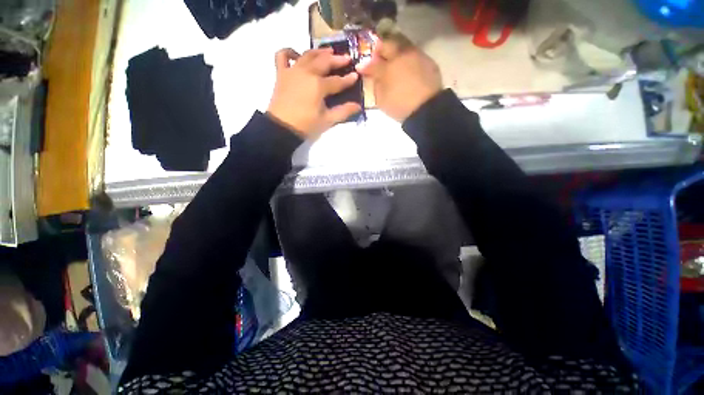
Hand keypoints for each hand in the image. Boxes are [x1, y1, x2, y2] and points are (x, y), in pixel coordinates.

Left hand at [267, 48, 361, 138]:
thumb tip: (358, 106)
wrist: (282, 128)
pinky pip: (282, 56)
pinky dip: (289, 52)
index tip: (356, 76)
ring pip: (307, 54)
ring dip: (319, 52)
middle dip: (337, 59)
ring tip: (328, 52)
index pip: (337, 81)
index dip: (348, 79)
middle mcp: (307, 72)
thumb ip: (344, 111)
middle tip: (346, 58)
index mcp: (319, 85)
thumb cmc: (306, 125)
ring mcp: (293, 71)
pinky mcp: (281, 73)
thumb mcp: (327, 120)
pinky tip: (296, 55)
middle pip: (324, 62)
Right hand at [357, 39, 441, 121]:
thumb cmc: (400, 106)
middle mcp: (401, 56)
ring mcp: (416, 56)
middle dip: (380, 49)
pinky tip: (407, 67)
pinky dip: (408, 58)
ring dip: (396, 51)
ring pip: (403, 46)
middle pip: (388, 45)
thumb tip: (375, 78)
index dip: (365, 65)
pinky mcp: (429, 62)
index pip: (373, 63)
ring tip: (394, 60)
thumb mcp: (382, 100)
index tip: (361, 67)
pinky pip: (415, 54)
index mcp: (387, 68)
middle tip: (377, 56)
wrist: (426, 108)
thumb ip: (376, 86)